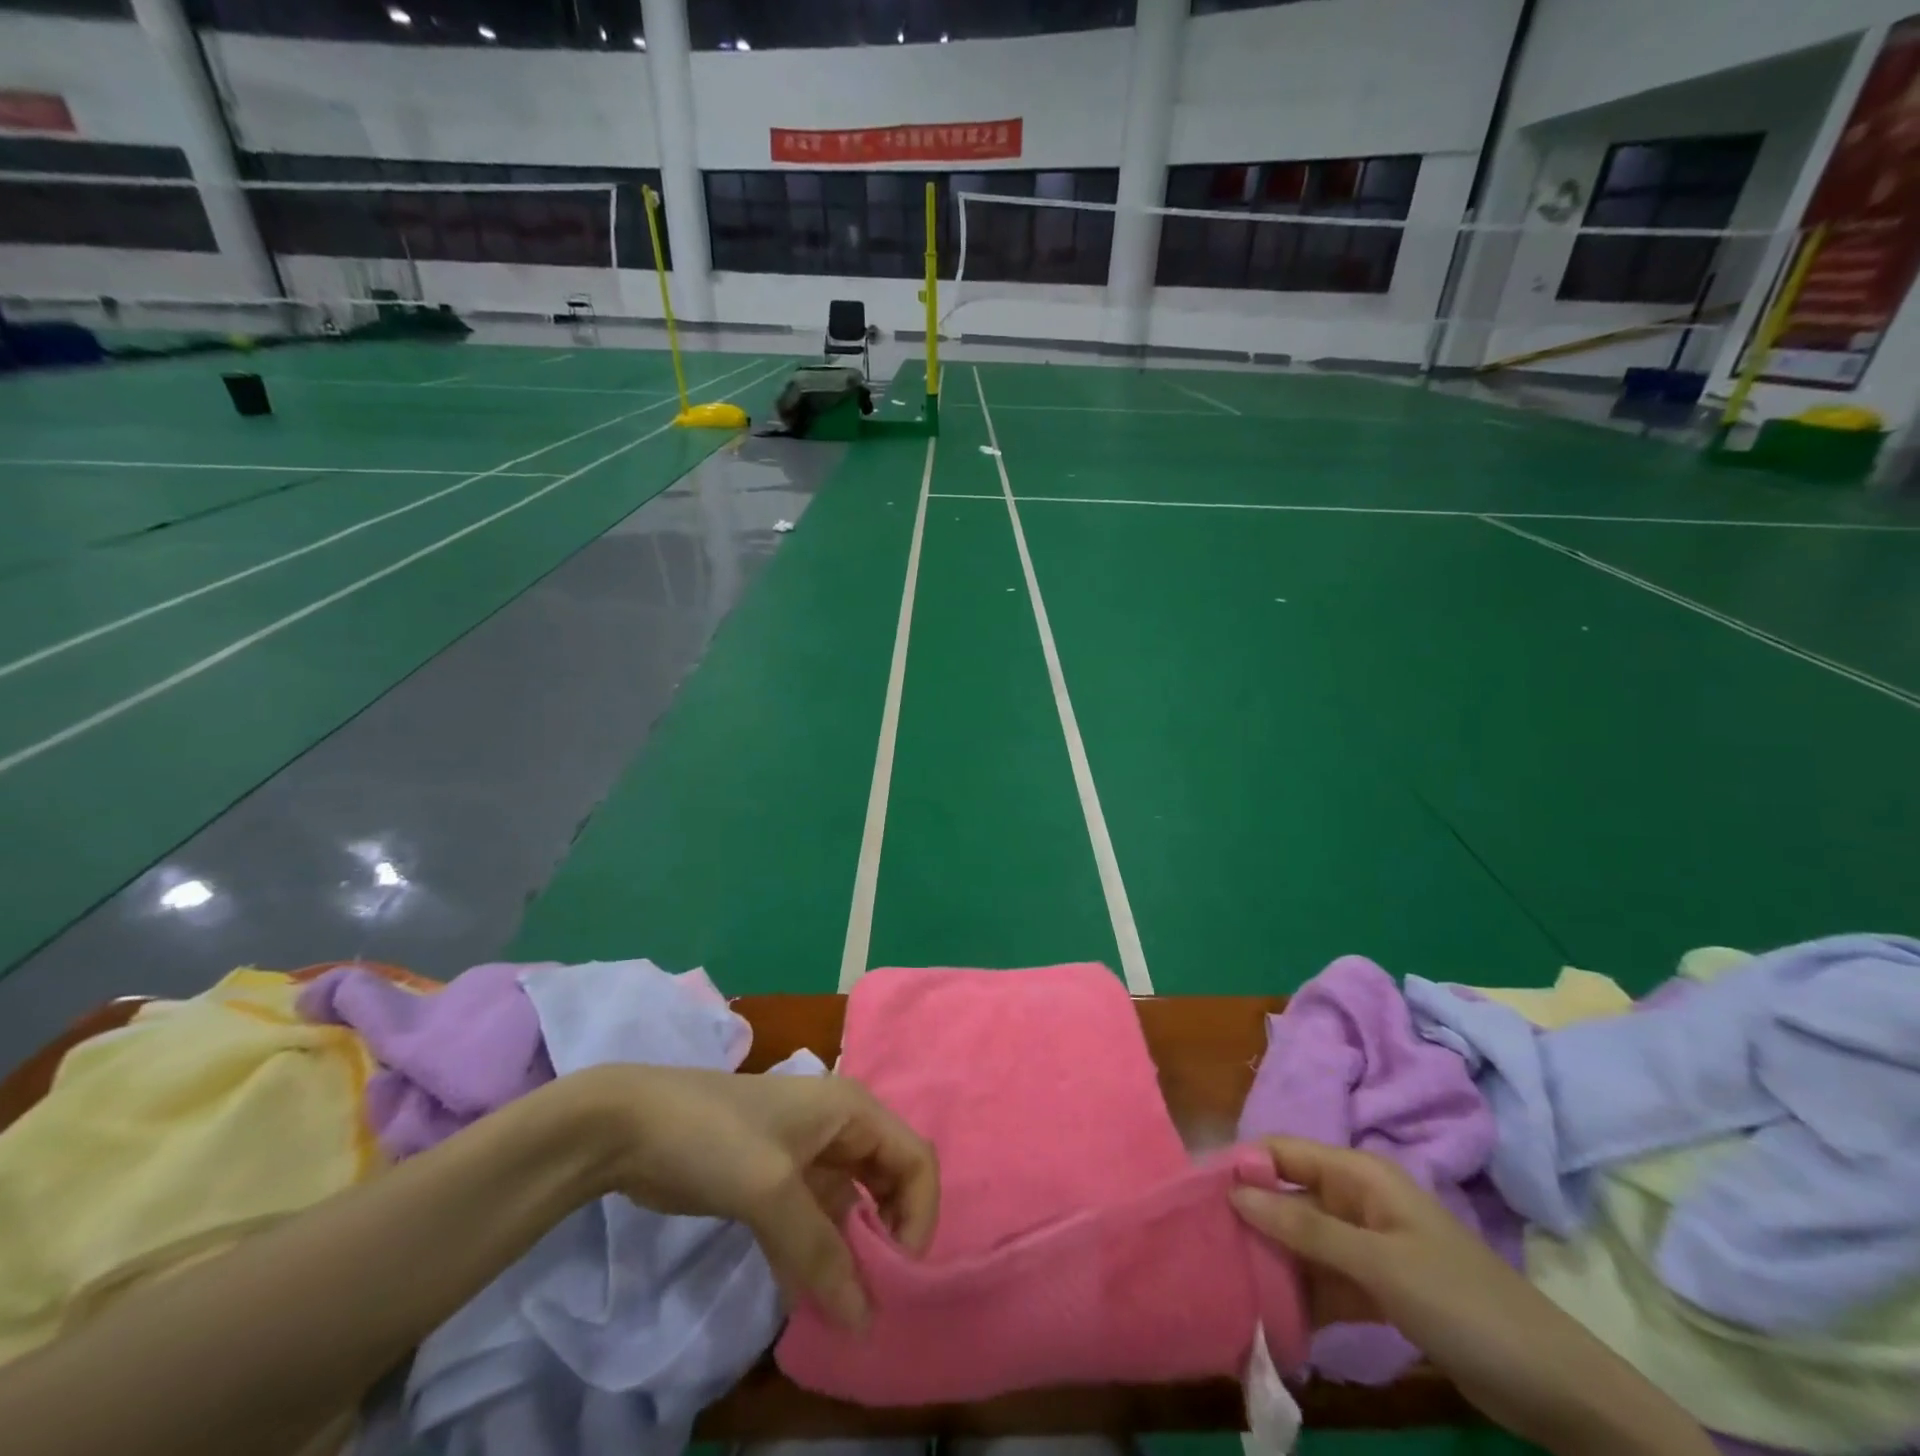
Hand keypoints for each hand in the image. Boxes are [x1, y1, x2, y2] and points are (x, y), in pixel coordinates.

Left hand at [571, 1065, 938, 1331]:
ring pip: (851, 1208)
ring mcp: (807, 1154)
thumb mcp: (772, 1189)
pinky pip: (814, 1222)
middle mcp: (839, 1128)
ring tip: (839, 1310)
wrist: (632, 1125)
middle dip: (888, 1238)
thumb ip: (821, 1252)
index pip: (915, 1159)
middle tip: (871, 1296)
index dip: (919, 1215)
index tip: (896, 1274)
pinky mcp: (776, 1181)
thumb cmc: (715, 1137)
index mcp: (852, 1109)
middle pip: (890, 1182)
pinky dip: (816, 1257)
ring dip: (850, 1256)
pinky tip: (804, 1298)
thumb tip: (867, 1322)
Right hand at [1232, 1138, 1713, 1455]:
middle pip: (1289, 1195)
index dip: (1241, 1165)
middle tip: (1203, 1243)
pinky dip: (1300, 1294)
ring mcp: (1370, 1248)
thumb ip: (1303, 1225)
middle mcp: (1358, 1201)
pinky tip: (1269, 1315)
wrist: (1559, 1392)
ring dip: (1272, 1259)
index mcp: (1360, 1175)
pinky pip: (1325, 1280)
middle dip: (1250, 1216)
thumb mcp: (1378, 1263)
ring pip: (1303, 1241)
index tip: (1196, 1192)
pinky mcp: (1380, 1290)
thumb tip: (1234, 1189)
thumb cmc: (1462, 1303)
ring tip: (1225, 1280)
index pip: (1283, 1152)